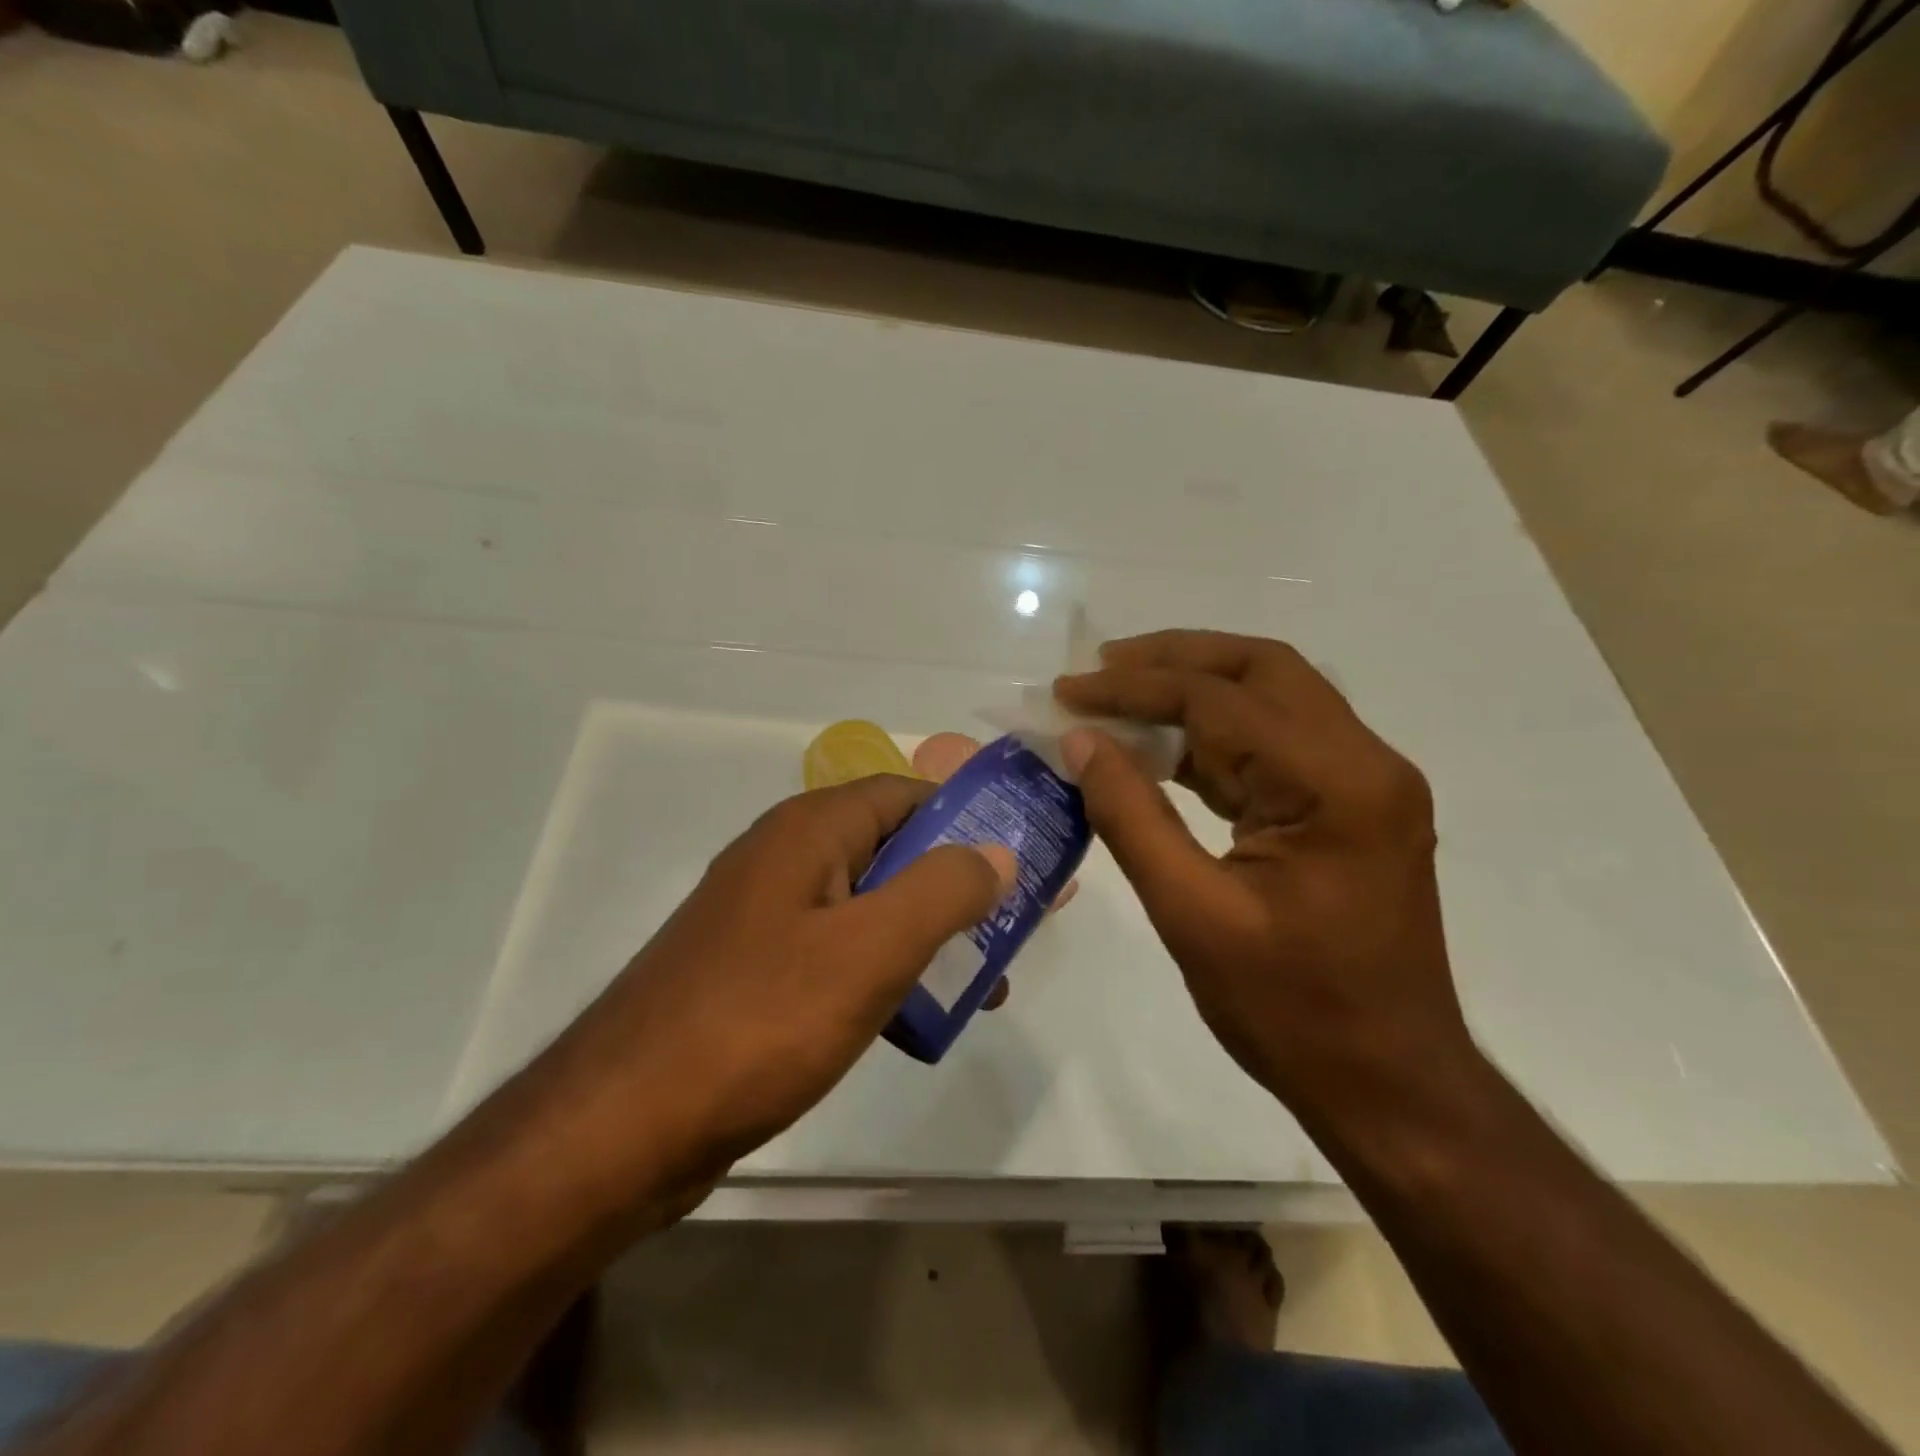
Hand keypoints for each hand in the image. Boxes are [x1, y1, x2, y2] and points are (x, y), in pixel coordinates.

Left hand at [527, 776, 1014, 1205]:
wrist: (622, 1128)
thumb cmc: (758, 1021)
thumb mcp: (871, 949)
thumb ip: (944, 890)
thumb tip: (998, 851)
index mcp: (811, 831)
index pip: (909, 794)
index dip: (972, 817)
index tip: (1025, 856)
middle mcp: (787, 859)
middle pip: (895, 850)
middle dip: (960, 884)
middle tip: (1018, 928)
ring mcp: (767, 918)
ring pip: (871, 907)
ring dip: (929, 935)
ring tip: (985, 985)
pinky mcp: (757, 973)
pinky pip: (840, 953)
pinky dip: (887, 973)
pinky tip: (918, 1019)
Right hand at [1055, 630, 1470, 1117]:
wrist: (1392, 1086)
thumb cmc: (1292, 1013)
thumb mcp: (1193, 915)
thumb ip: (1132, 817)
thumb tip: (1081, 741)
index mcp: (1334, 784)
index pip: (1220, 700)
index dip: (1134, 688)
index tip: (1067, 691)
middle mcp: (1364, 762)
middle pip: (1262, 669)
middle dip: (1174, 659)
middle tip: (1100, 668)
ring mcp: (1365, 782)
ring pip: (1272, 699)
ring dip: (1195, 690)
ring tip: (1120, 697)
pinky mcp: (1353, 806)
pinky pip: (1278, 744)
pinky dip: (1216, 736)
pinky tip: (1164, 750)